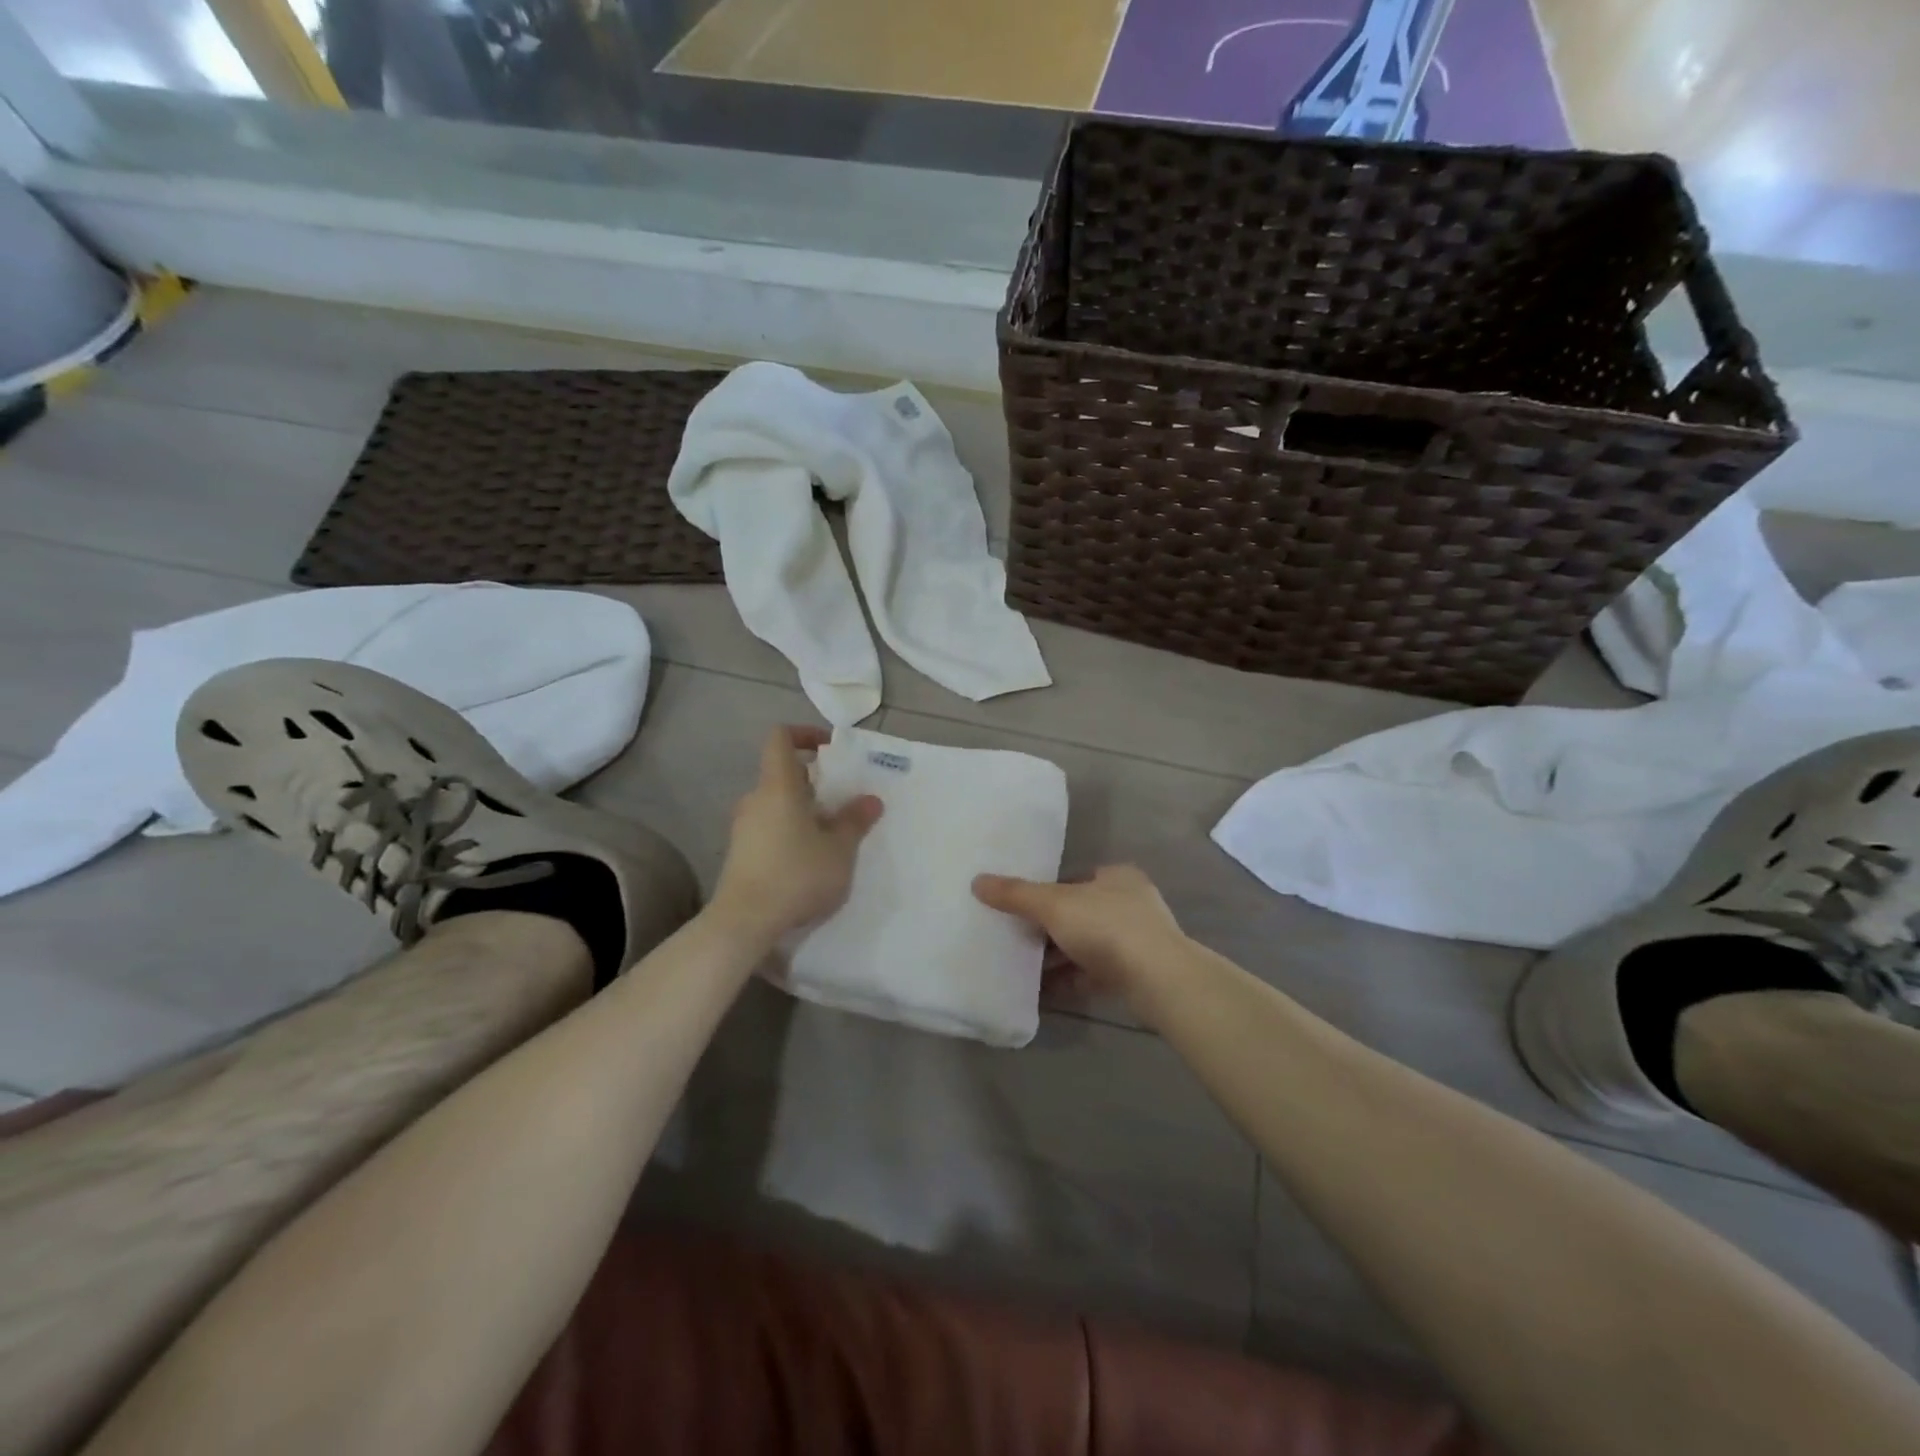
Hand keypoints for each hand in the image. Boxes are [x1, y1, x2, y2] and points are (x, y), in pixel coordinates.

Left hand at [711, 726, 882, 945]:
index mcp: (778, 786)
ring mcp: (744, 827)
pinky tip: (811, 858)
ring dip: (804, 809)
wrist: (745, 921)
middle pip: (782, 773)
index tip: (830, 748)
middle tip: (842, 799)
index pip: (780, 738)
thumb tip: (870, 800)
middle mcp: (756, 799)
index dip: (804, 734)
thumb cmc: (796, 874)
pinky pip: (769, 827)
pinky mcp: (741, 853)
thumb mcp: (839, 849)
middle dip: (814, 780)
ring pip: (777, 803)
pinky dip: (791, 830)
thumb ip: (855, 821)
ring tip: (832, 833)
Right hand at [972, 865, 1185, 1003]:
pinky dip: (1070, 980)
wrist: (1159, 980)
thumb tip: (977, 881)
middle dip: (1049, 929)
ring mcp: (1137, 941)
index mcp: (1116, 877)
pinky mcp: (1137, 974)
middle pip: (1079, 913)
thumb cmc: (1107, 927)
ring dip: (1058, 958)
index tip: (1019, 908)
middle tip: (1016, 939)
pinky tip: (1043, 993)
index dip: (1045, 892)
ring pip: (1087, 946)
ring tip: (1023, 970)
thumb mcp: (1054, 904)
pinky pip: (1095, 974)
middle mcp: (1130, 903)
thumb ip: (1016, 894)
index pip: (1073, 879)